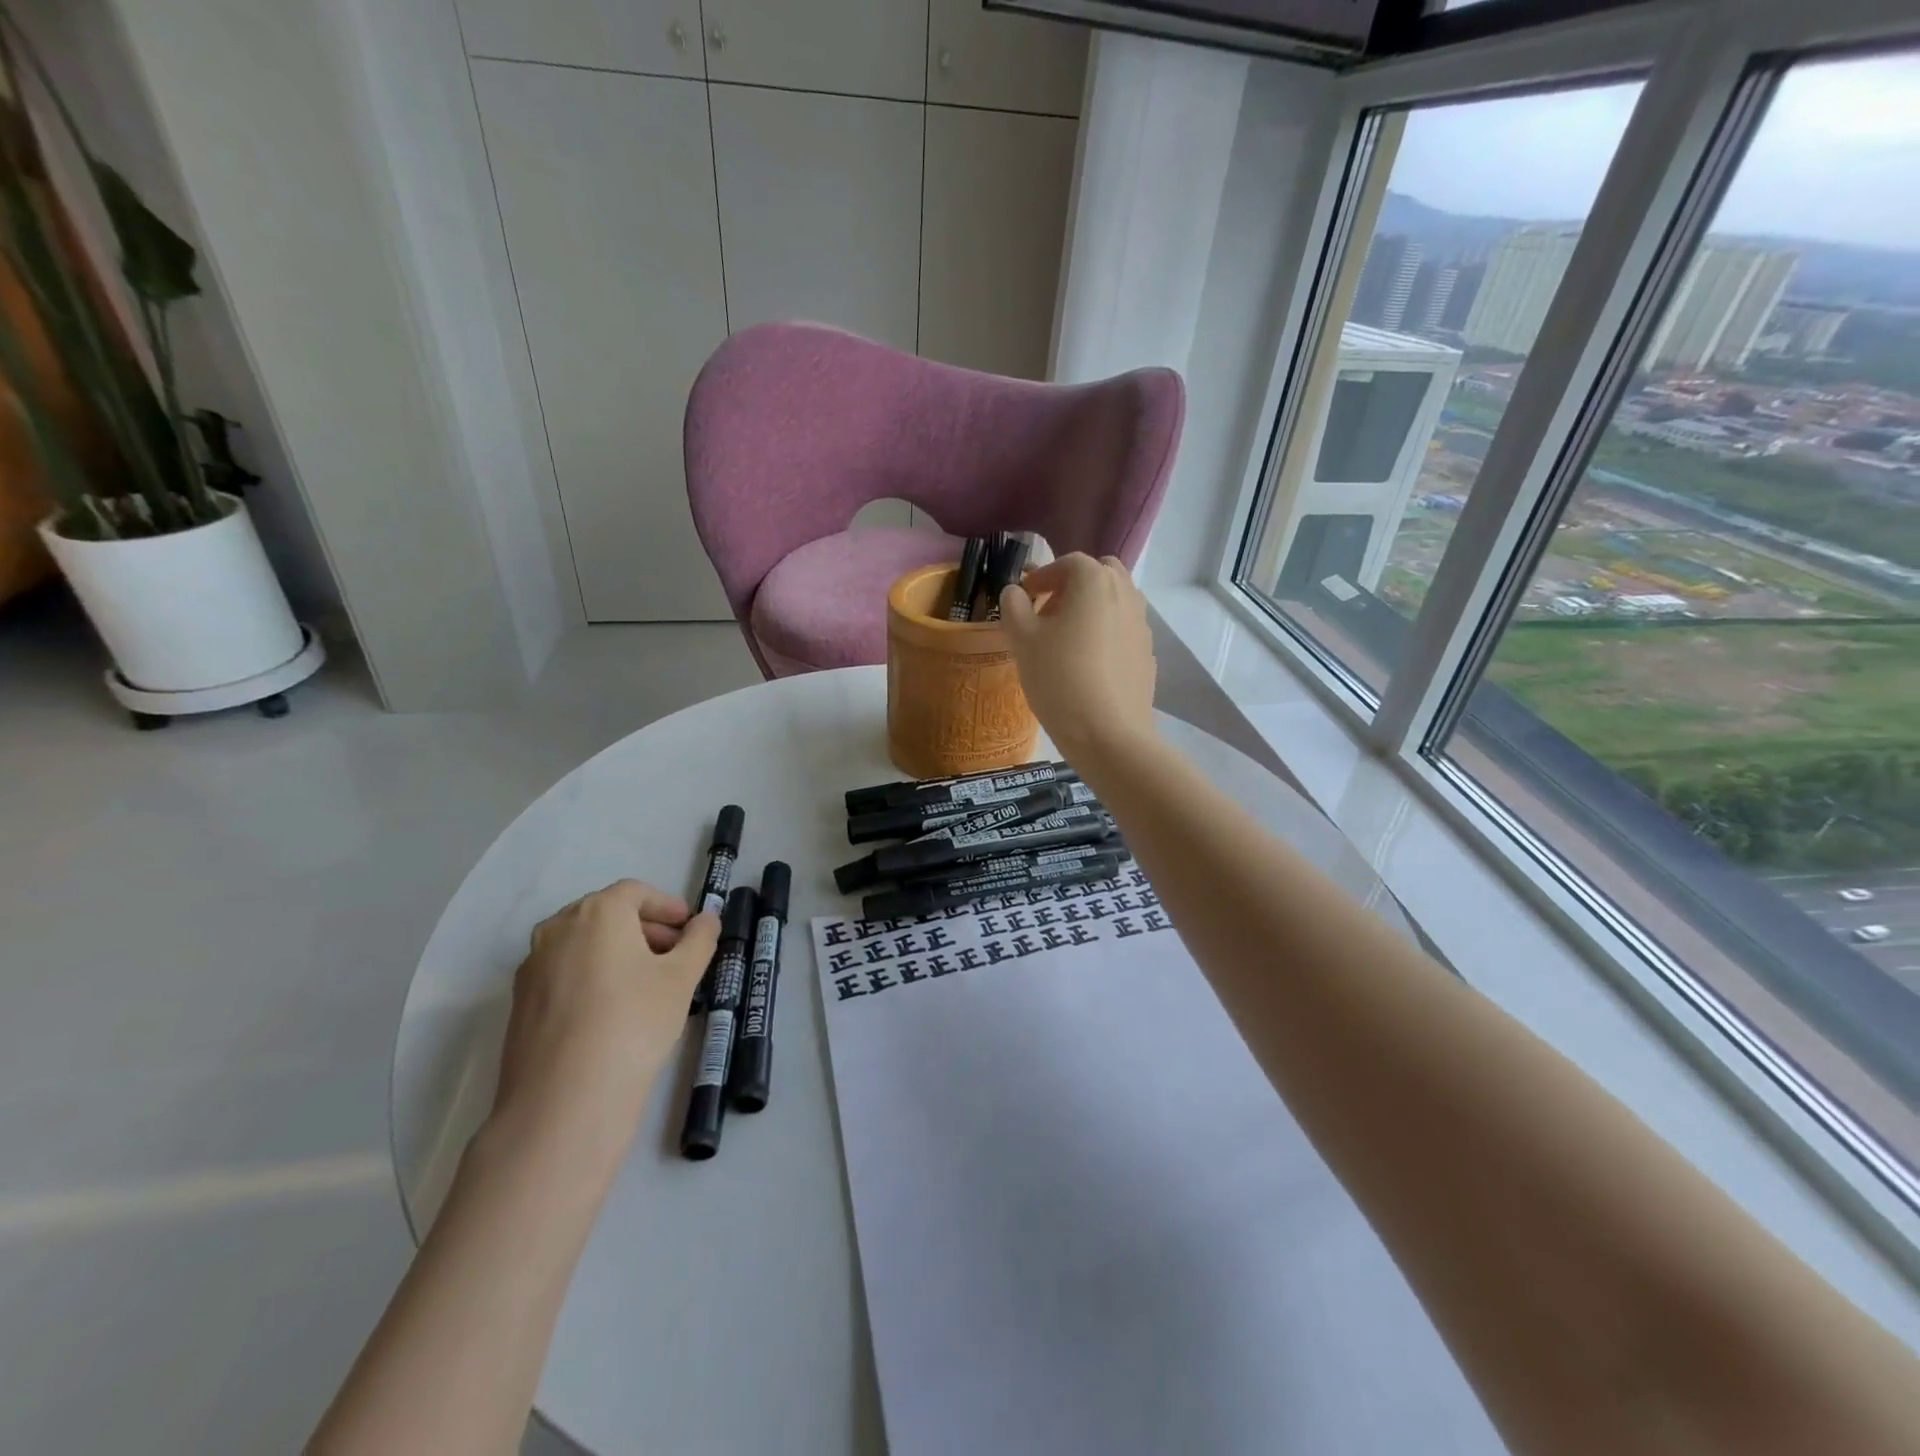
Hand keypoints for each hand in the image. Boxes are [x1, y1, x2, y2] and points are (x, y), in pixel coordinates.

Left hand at [489, 880, 719, 1173]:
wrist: (563, 1101)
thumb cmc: (633, 1022)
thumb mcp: (682, 978)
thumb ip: (699, 940)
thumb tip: (707, 919)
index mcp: (596, 913)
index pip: (635, 892)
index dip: (668, 906)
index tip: (691, 929)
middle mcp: (557, 929)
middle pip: (606, 915)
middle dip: (645, 929)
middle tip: (676, 956)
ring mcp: (532, 967)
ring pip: (583, 945)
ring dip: (618, 953)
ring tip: (648, 986)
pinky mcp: (519, 1004)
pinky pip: (564, 974)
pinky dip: (592, 977)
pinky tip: (614, 1012)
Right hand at [999, 553, 1156, 758]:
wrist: (1108, 734)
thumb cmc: (1059, 679)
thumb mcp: (1023, 641)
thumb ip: (1014, 607)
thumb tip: (1015, 592)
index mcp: (1095, 582)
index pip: (1068, 562)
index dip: (1043, 576)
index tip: (1024, 598)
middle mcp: (1126, 594)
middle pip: (1100, 574)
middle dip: (1073, 586)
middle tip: (1048, 613)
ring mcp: (1142, 625)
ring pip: (1116, 601)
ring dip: (1091, 608)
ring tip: (1066, 639)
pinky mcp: (1147, 654)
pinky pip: (1123, 631)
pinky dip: (1105, 634)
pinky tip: (1087, 665)